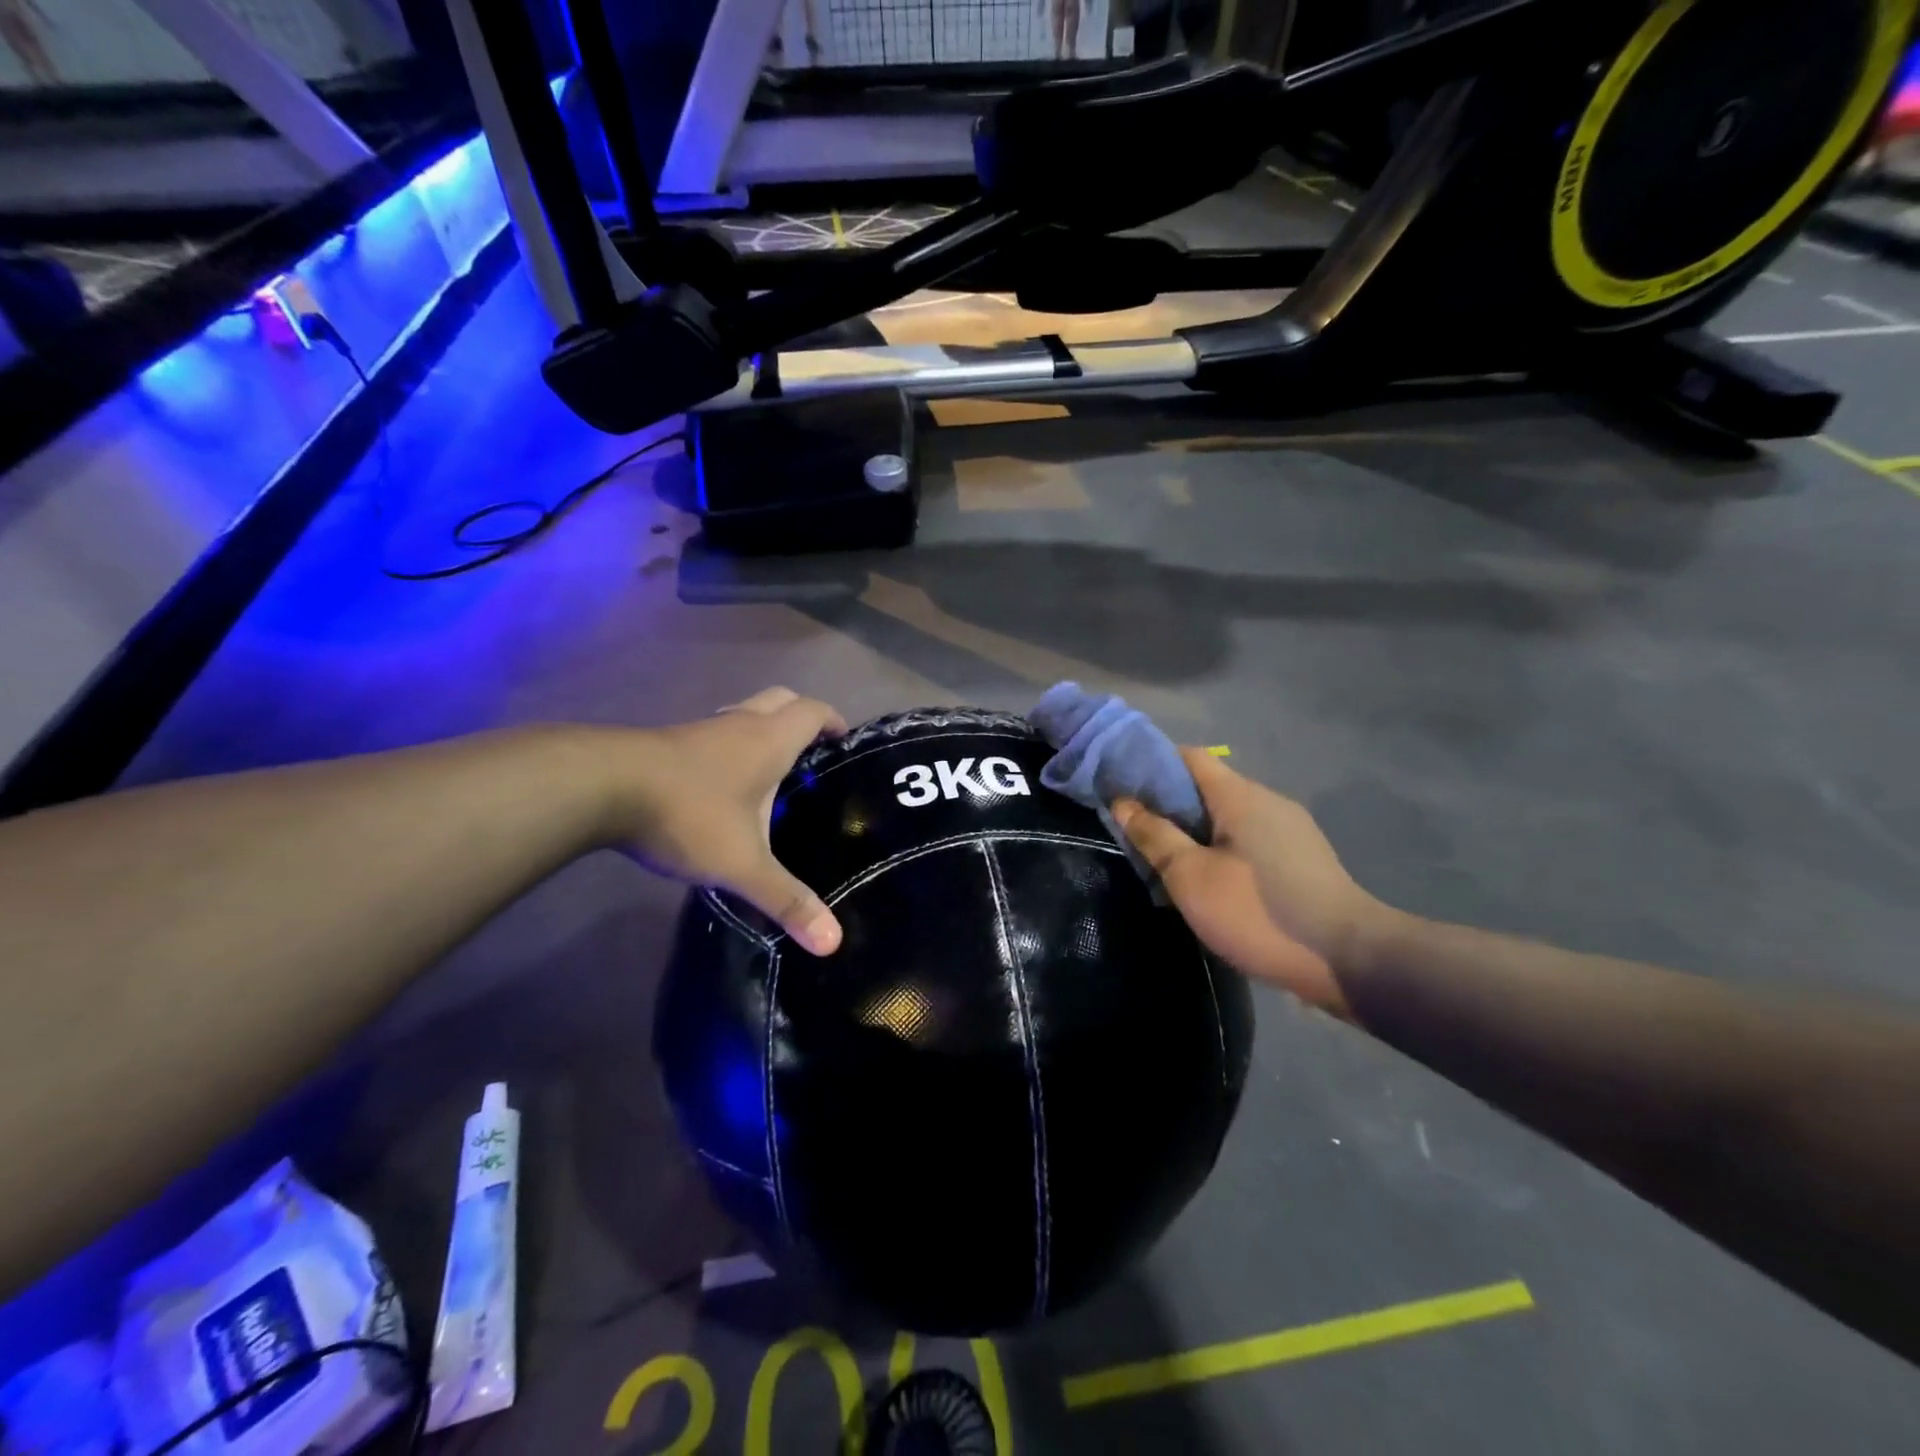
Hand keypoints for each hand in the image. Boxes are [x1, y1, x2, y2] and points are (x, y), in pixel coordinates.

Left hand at [603, 688, 846, 954]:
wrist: (600, 788)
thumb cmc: (688, 815)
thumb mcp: (742, 865)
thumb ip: (787, 900)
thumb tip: (833, 942)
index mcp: (768, 740)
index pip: (812, 710)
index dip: (832, 720)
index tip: (844, 741)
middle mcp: (739, 725)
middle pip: (780, 700)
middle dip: (800, 718)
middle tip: (811, 753)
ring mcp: (700, 730)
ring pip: (743, 714)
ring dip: (762, 731)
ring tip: (771, 772)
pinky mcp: (669, 743)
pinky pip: (714, 734)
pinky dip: (730, 747)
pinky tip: (722, 786)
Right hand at [1115, 749, 1388, 1014]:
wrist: (1348, 960)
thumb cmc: (1258, 912)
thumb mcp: (1190, 877)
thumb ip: (1154, 836)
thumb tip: (1122, 802)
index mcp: (1240, 795)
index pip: (1188, 757)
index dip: (1151, 765)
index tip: (1122, 787)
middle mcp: (1268, 801)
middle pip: (1207, 788)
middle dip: (1169, 805)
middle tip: (1137, 832)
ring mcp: (1291, 830)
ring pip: (1228, 817)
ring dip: (1195, 832)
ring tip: (1168, 862)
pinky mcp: (1302, 859)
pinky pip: (1249, 840)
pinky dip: (1221, 849)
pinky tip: (1211, 882)